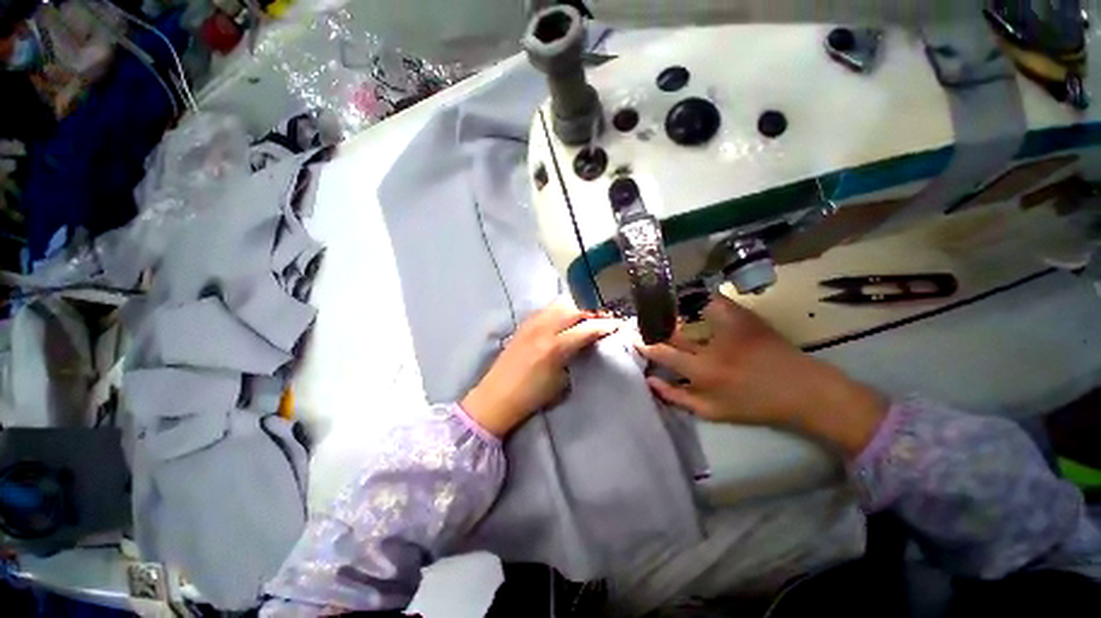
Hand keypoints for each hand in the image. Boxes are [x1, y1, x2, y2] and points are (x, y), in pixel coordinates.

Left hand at [462, 301, 621, 437]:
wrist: (496, 397)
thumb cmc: (531, 396)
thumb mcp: (560, 382)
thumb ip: (575, 358)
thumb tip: (585, 345)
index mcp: (555, 347)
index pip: (586, 329)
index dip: (605, 325)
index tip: (618, 324)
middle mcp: (543, 329)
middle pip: (574, 310)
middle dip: (592, 313)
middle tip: (602, 320)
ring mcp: (531, 324)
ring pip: (559, 305)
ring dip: (576, 309)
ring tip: (584, 318)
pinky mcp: (523, 324)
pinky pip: (546, 309)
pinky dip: (560, 310)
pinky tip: (563, 319)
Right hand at [636, 295, 887, 456]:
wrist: (803, 390)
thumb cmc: (755, 405)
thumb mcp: (712, 412)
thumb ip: (677, 397)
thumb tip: (650, 381)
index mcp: (703, 371)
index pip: (662, 353)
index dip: (645, 344)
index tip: (634, 337)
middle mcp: (711, 346)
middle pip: (672, 331)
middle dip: (654, 326)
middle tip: (644, 322)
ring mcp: (728, 327)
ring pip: (688, 312)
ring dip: (672, 312)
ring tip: (662, 312)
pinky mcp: (744, 316)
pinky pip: (713, 301)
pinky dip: (698, 300)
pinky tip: (691, 303)